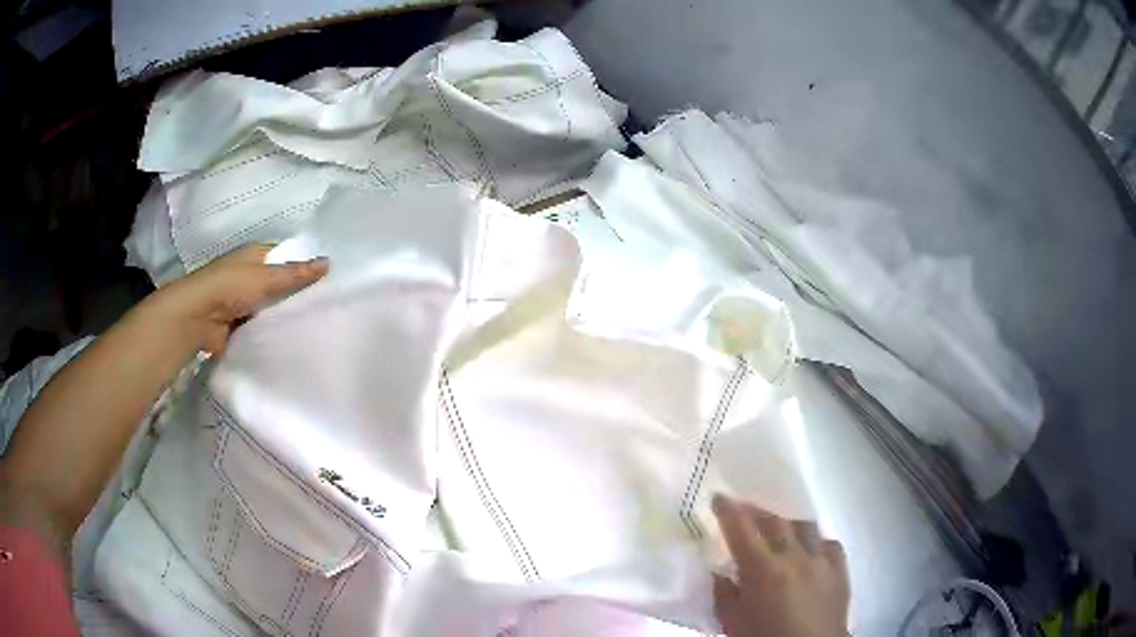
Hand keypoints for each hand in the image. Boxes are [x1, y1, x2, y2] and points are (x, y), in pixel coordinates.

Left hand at [146, 244, 327, 355]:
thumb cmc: (231, 286)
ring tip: (314, 327)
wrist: (198, 317)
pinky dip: (271, 334)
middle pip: (278, 284)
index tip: (327, 280)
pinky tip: (291, 342)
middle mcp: (248, 276)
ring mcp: (242, 302)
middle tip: (326, 307)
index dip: (303, 265)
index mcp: (254, 256)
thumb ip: (296, 274)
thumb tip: (329, 263)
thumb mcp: (267, 277)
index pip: (285, 256)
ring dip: (283, 317)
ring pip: (270, 308)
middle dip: (295, 295)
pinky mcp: (238, 326)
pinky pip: (261, 328)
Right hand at [712, 495, 849, 636]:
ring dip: (788, 523)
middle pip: (775, 522)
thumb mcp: (731, 622)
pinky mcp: (840, 570)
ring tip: (778, 527)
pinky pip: (830, 545)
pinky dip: (817, 542)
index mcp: (762, 570)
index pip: (741, 530)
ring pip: (805, 527)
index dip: (728, 510)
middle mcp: (794, 557)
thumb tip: (719, 573)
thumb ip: (723, 594)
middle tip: (744, 508)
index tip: (719, 497)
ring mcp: (822, 561)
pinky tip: (811, 548)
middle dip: (757, 511)